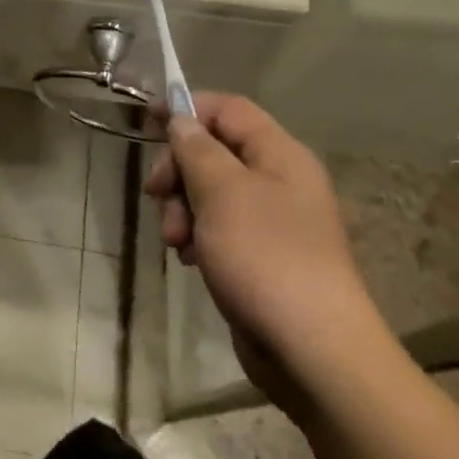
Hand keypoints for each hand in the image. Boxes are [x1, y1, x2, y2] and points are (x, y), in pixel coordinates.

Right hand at [144, 92, 384, 408]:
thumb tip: (181, 119)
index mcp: (279, 154)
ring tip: (175, 240)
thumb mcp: (221, 192)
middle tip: (156, 194)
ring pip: (211, 191)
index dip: (187, 108)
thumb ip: (196, 149)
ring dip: (182, 208)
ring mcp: (272, 220)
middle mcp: (279, 180)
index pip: (228, 109)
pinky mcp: (261, 255)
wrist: (312, 351)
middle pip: (214, 150)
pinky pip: (219, 227)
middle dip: (179, 170)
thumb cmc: (265, 257)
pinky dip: (197, 235)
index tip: (146, 121)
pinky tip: (188, 258)